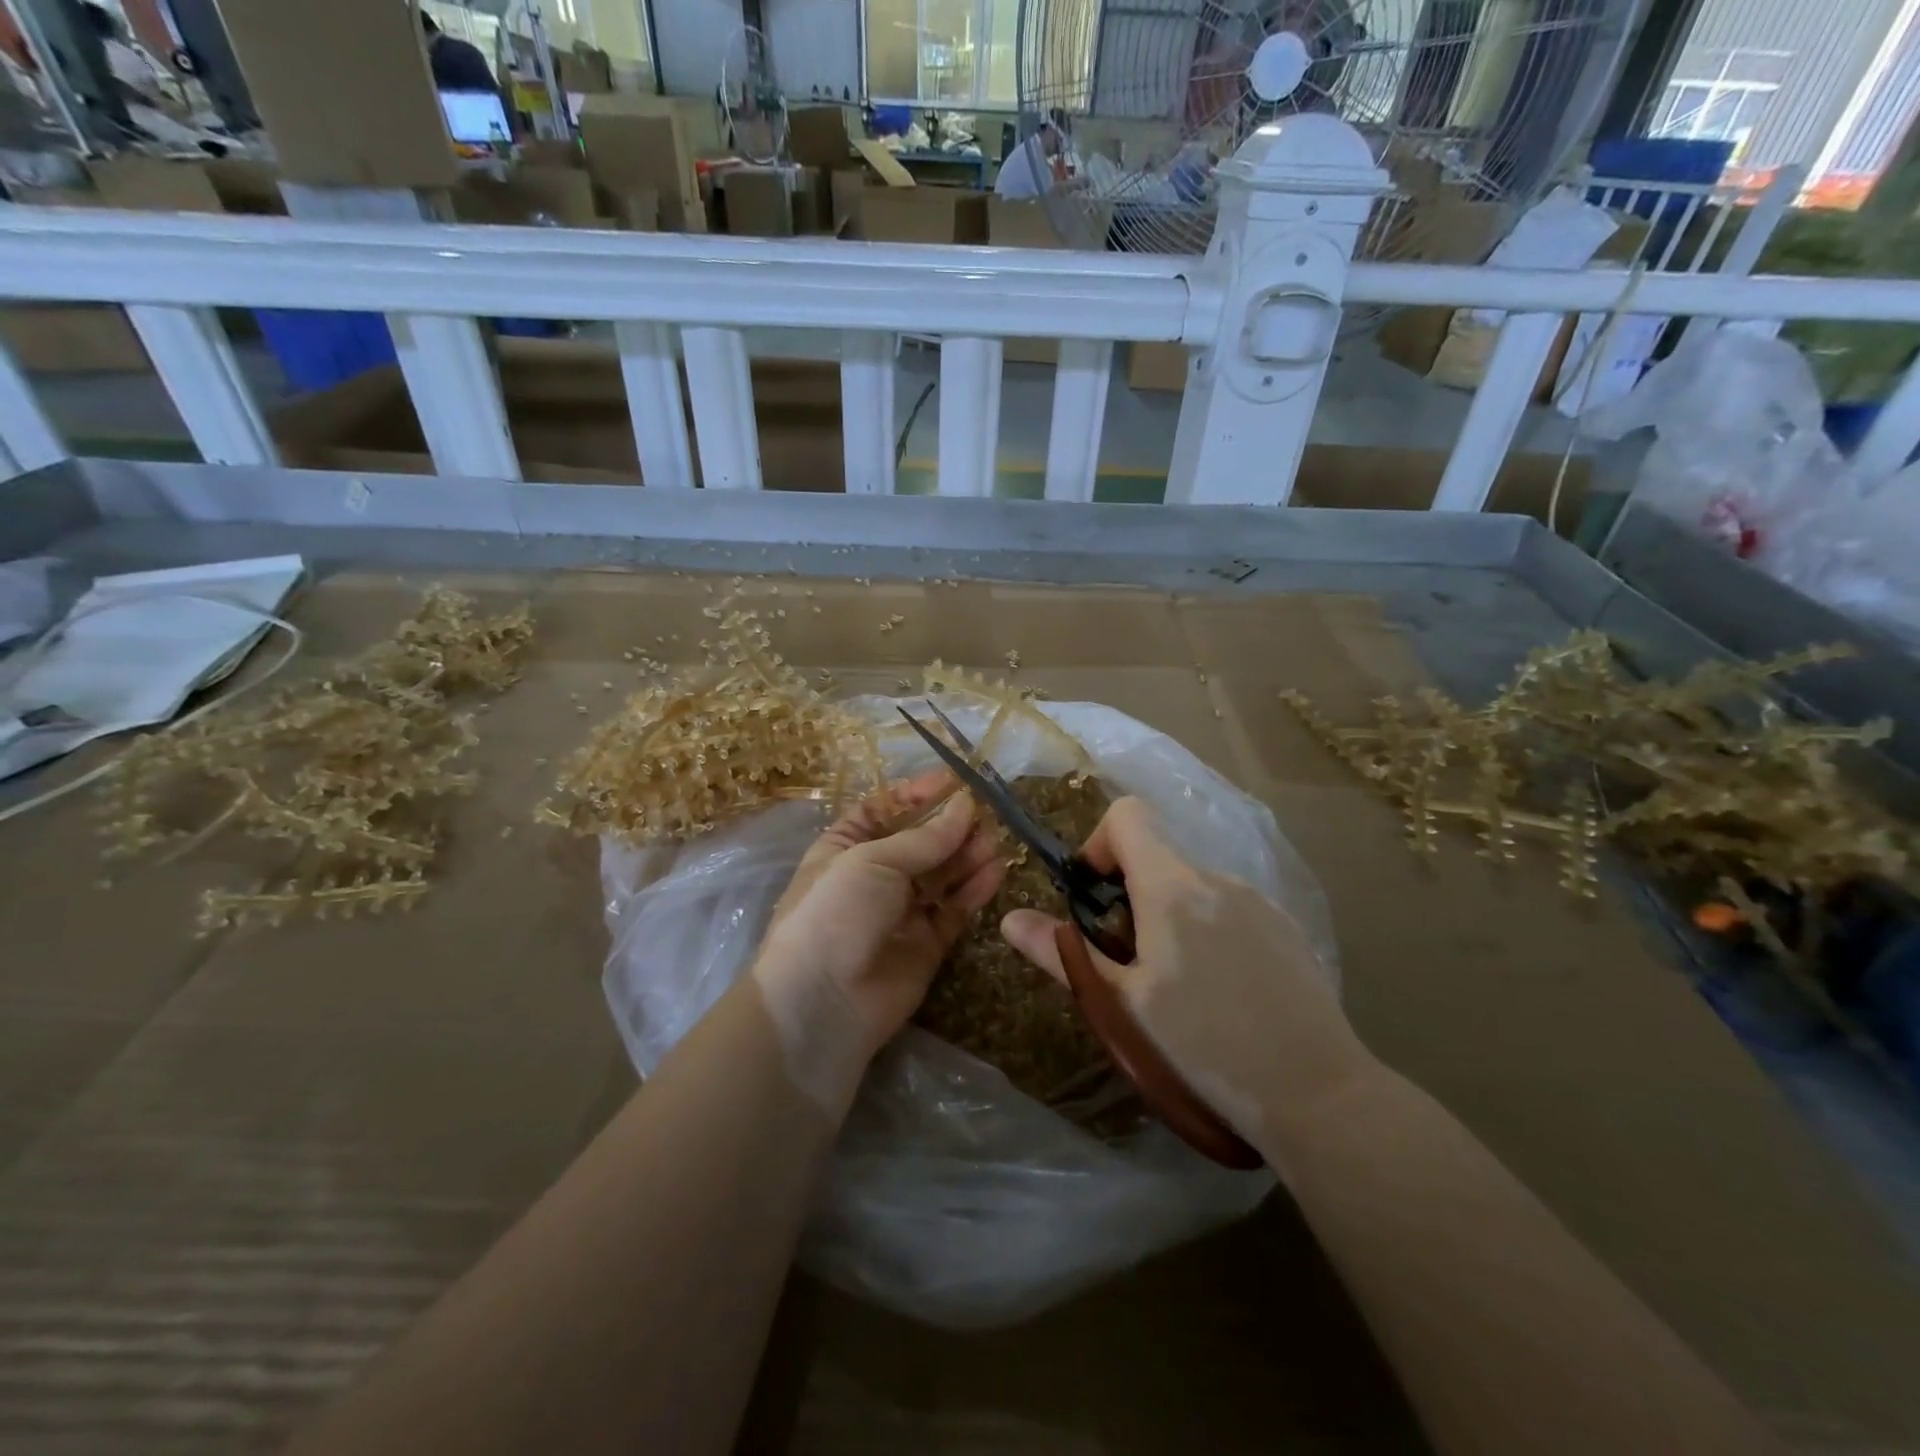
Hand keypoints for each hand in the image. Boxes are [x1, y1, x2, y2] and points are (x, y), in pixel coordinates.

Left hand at [756, 770, 1005, 1067]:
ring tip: (995, 842)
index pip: (884, 809)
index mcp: (845, 847)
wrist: (823, 1001)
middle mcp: (873, 876)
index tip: (955, 781)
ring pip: (941, 875)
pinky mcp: (926, 944)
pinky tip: (995, 871)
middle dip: (951, 827)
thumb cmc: (837, 911)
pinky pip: (954, 910)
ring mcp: (900, 911)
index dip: (917, 794)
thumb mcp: (874, 860)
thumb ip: (926, 838)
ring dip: (967, 856)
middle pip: (920, 842)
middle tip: (985, 816)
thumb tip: (965, 804)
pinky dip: (974, 890)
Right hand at [1000, 797, 1372, 1148]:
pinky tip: (1223, 995)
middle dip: (1129, 897)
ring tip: (1178, 990)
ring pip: (1192, 887)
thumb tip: (1011, 919)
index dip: (1099, 844)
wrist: (1318, 1095)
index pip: (1127, 815)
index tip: (1094, 900)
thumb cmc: (1203, 1047)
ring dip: (1169, 918)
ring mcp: (1258, 901)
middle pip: (1157, 857)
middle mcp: (1217, 878)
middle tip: (1129, 965)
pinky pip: (1228, 909)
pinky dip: (1208, 932)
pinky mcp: (1285, 929)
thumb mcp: (1121, 1005)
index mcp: (1172, 887)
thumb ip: (1063, 955)